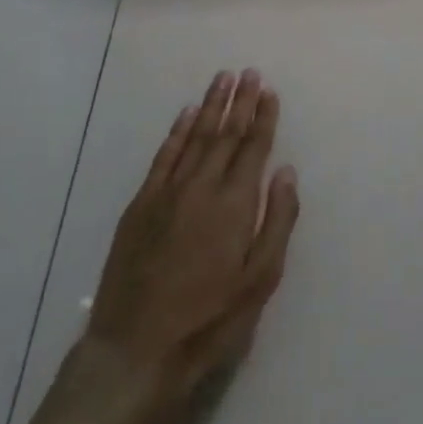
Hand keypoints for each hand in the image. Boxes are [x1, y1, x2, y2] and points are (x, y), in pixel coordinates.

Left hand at [86, 69, 299, 415]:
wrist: (136, 351)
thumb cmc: (209, 322)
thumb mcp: (260, 282)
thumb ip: (277, 222)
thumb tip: (286, 172)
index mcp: (235, 204)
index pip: (253, 148)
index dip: (263, 118)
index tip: (268, 91)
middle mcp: (202, 186)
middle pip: (225, 133)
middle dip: (239, 101)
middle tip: (249, 72)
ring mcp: (168, 192)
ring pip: (194, 136)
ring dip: (210, 105)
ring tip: (222, 79)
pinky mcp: (142, 204)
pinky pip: (163, 155)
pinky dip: (176, 131)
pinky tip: (185, 113)